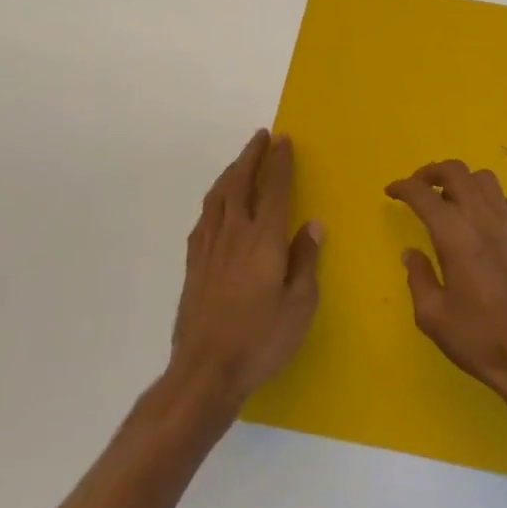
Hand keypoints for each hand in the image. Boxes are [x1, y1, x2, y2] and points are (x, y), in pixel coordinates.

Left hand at [170, 130, 322, 410]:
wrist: (205, 371)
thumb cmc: (261, 338)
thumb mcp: (300, 304)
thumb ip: (305, 260)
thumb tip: (313, 224)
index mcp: (263, 238)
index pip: (273, 188)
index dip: (279, 162)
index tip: (284, 140)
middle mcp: (233, 233)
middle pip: (240, 182)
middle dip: (251, 156)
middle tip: (261, 136)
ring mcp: (209, 248)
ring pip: (218, 196)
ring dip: (231, 172)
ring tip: (241, 161)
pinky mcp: (193, 265)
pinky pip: (204, 218)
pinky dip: (215, 199)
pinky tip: (217, 204)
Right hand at [387, 160, 506, 416]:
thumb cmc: (480, 340)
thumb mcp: (433, 317)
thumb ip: (418, 278)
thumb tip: (411, 253)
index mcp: (455, 237)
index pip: (424, 195)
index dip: (404, 187)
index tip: (392, 191)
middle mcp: (485, 221)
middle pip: (458, 173)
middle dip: (433, 172)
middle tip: (420, 186)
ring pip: (489, 182)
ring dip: (466, 182)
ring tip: (455, 200)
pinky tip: (500, 216)